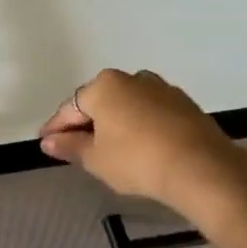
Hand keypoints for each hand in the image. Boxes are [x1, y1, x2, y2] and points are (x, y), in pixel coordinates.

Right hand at [38, 69, 246, 232]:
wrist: (202, 168)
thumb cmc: (137, 160)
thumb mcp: (95, 159)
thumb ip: (69, 147)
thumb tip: (49, 142)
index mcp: (104, 86)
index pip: (70, 108)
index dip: (55, 128)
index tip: (45, 143)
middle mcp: (131, 79)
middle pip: (99, 102)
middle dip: (85, 123)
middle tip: (73, 147)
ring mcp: (161, 89)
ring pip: (126, 106)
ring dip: (113, 124)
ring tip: (106, 149)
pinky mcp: (184, 104)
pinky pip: (148, 113)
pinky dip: (137, 127)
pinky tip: (136, 147)